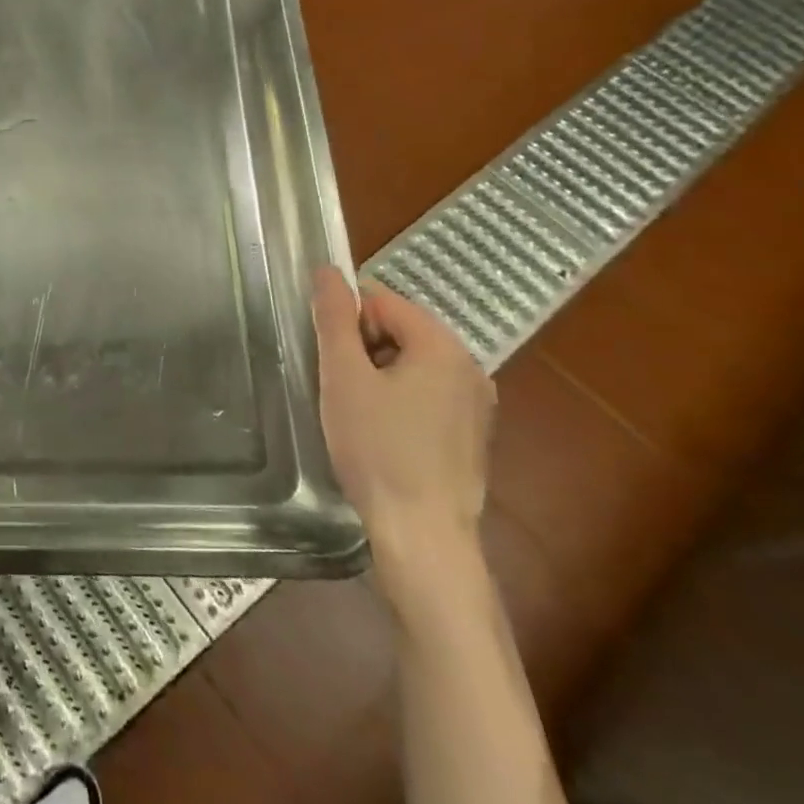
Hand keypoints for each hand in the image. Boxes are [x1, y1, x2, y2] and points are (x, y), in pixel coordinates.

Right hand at [312, 266, 493, 609]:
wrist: (422, 534)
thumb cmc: (377, 449)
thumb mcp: (343, 377)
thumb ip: (333, 318)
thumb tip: (327, 269)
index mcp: (442, 345)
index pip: (381, 301)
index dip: (346, 324)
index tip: (330, 361)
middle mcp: (470, 366)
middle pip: (399, 331)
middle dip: (363, 350)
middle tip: (340, 390)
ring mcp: (477, 404)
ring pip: (411, 365)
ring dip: (378, 377)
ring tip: (357, 416)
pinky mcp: (472, 435)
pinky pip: (427, 395)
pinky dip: (399, 402)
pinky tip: (382, 436)